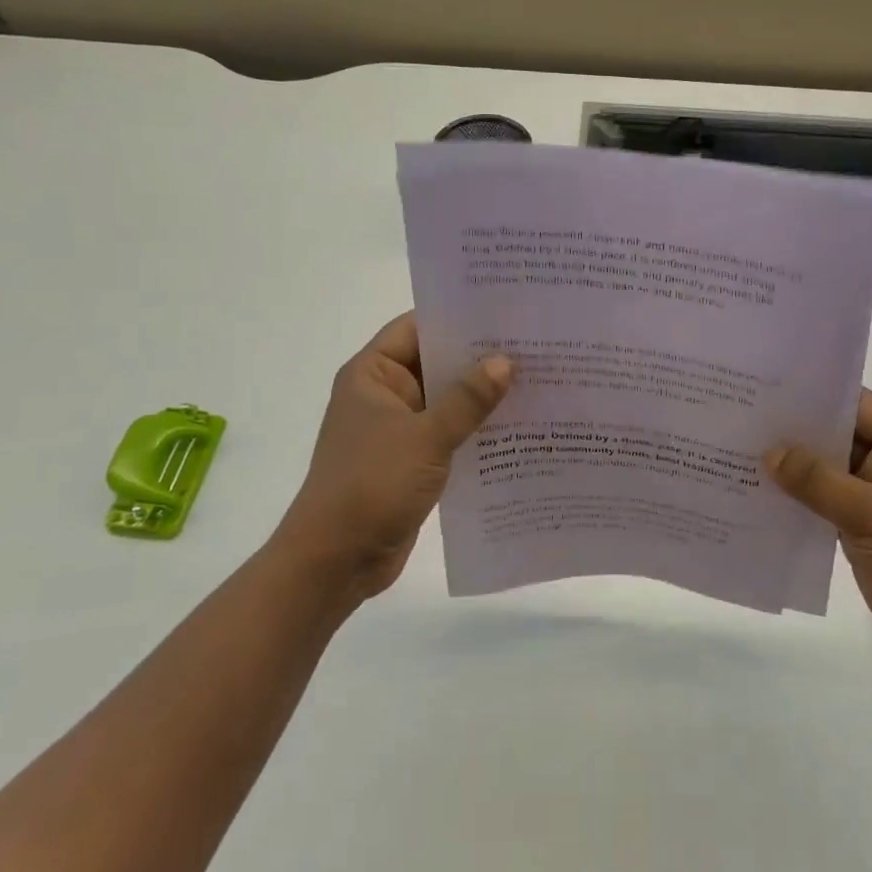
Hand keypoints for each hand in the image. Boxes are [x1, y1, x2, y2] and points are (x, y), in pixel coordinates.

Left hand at [279, 313, 510, 601]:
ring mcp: (398, 428)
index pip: (417, 328)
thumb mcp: (426, 437)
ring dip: (481, 396)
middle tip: (533, 344)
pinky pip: (449, 433)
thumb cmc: (372, 484)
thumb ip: (468, 399)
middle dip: (479, 357)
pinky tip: (518, 425)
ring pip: (446, 400)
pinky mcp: (411, 460)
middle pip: (436, 363)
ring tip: (536, 380)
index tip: (504, 311)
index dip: (458, 317)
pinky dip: (475, 429)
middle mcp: (384, 394)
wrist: (336, 561)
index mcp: (373, 374)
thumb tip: (506, 362)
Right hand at [766, 390, 871, 676]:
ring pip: (826, 471)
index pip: (858, 406)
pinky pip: (821, 502)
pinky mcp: (860, 528)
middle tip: (742, 416)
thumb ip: (817, 480)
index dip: (817, 396)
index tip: (769, 389)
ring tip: (738, 450)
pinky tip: (757, 492)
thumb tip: (769, 453)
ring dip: (791, 467)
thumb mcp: (871, 512)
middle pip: (838, 436)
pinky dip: (796, 499)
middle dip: (796, 432)